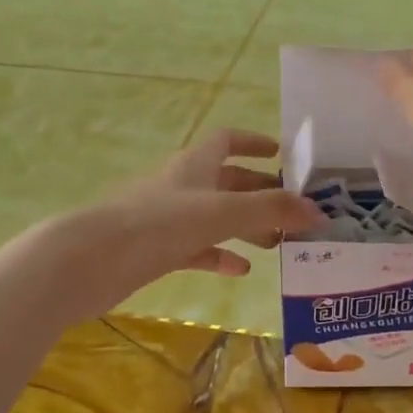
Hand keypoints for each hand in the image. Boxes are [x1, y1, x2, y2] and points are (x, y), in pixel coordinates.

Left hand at [36, 129, 323, 322]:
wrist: (92, 260)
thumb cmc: (159, 224)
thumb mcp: (223, 213)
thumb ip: (272, 210)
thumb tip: (320, 213)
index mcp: (196, 165)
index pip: (227, 141)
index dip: (254, 143)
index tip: (281, 155)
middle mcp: (182, 186)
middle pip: (227, 182)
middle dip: (259, 192)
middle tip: (292, 210)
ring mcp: (168, 219)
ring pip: (215, 217)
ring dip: (245, 227)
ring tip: (278, 244)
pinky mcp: (157, 250)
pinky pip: (197, 248)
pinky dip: (219, 255)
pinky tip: (240, 270)